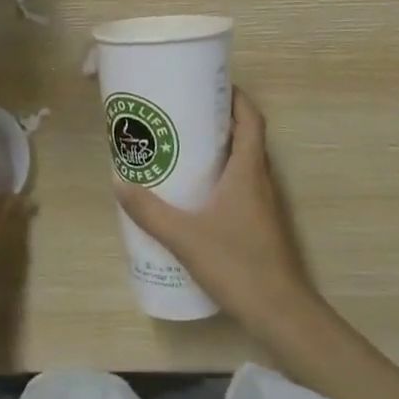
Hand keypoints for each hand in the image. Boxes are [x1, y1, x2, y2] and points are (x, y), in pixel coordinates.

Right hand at [114, 89, 319, 333]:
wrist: (281, 313)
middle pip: (245, 136)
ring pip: (243, 162)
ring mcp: (264, 204)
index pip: (251, 118)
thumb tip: (118, 181)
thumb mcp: (184, 236)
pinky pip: (241, 186)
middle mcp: (260, 180)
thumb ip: (149, 210)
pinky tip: (195, 193)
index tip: (208, 85)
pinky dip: (221, 177)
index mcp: (249, 170)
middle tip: (183, 114)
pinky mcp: (260, 225)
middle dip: (217, 120)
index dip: (235, 96)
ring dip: (219, 149)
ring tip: (183, 148)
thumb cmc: (237, 264)